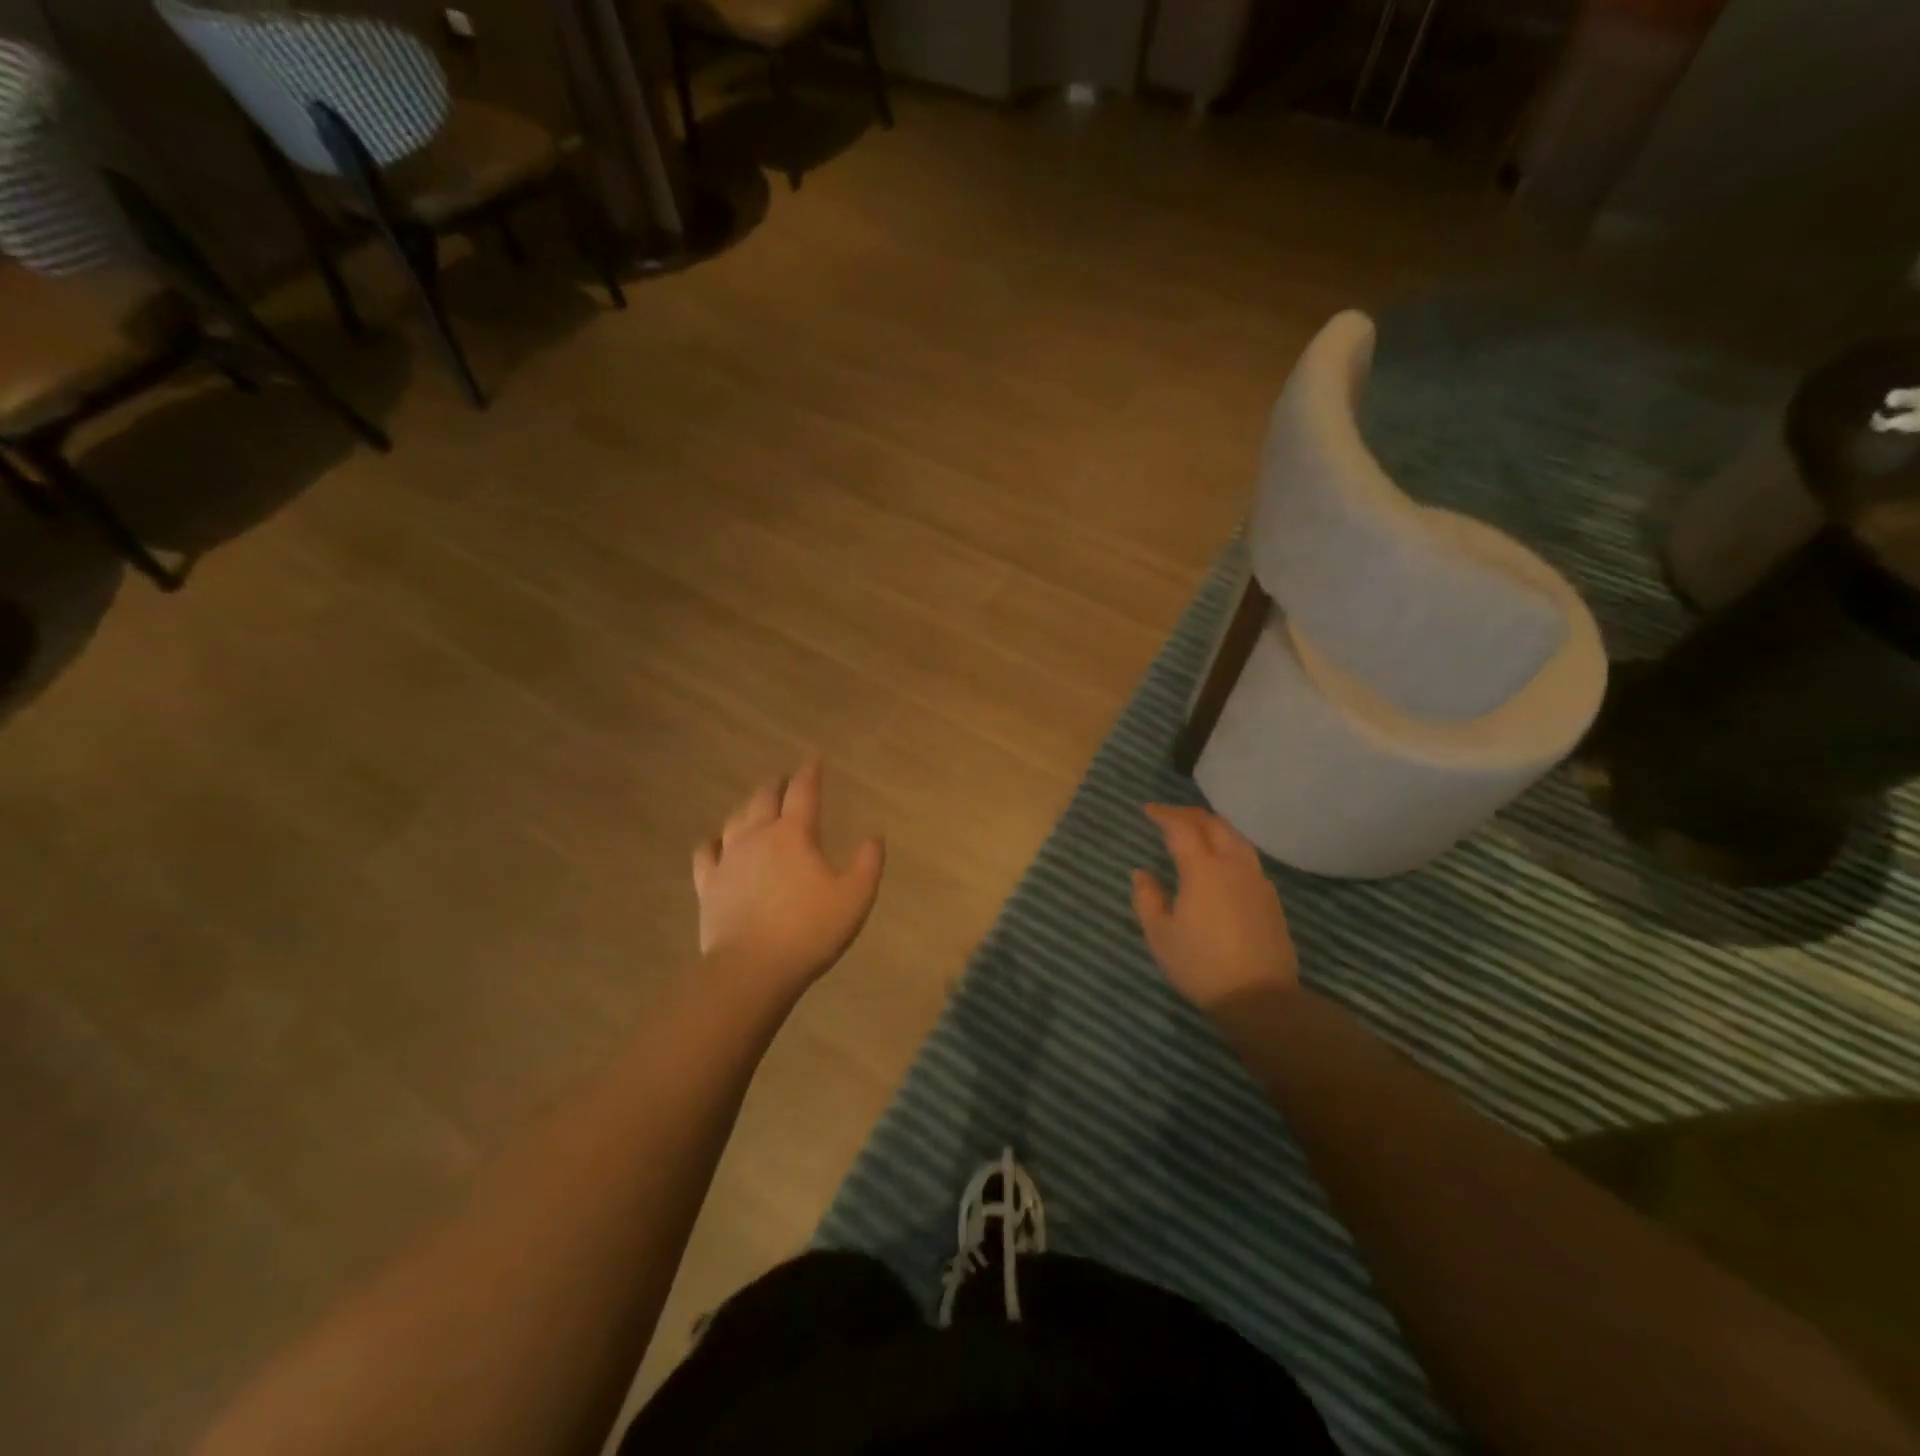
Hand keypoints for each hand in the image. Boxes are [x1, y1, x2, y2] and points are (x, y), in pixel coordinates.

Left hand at [693, 758, 884, 1001]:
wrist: (752, 969)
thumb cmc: (810, 931)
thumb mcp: (855, 898)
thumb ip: (868, 864)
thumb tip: (874, 837)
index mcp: (794, 834)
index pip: (803, 792)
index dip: (810, 773)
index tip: (813, 760)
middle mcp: (758, 836)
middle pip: (764, 797)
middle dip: (777, 784)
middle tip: (784, 780)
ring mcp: (729, 859)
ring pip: (735, 819)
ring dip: (748, 806)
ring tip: (756, 805)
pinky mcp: (708, 884)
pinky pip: (706, 852)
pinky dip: (714, 841)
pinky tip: (717, 842)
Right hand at [1132, 805, 1297, 1014]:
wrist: (1260, 998)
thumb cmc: (1201, 965)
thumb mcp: (1160, 935)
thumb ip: (1147, 898)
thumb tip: (1142, 873)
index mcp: (1203, 869)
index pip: (1181, 828)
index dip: (1164, 814)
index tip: (1148, 810)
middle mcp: (1233, 865)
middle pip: (1214, 824)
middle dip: (1189, 814)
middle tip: (1169, 816)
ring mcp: (1257, 880)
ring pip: (1235, 837)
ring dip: (1213, 826)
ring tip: (1196, 831)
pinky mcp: (1271, 897)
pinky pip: (1247, 856)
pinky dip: (1229, 845)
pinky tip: (1221, 861)